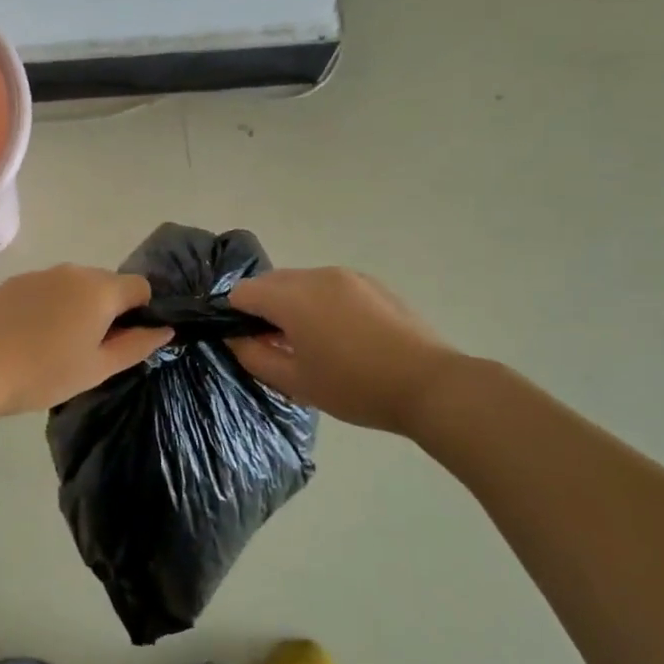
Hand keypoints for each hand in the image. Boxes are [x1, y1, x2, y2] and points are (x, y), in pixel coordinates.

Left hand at [0, 265, 170, 415]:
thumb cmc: (45, 372)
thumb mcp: (98, 368)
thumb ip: (137, 346)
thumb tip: (165, 329)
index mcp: (100, 290)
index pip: (140, 287)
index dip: (140, 312)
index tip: (122, 341)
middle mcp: (74, 271)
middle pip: (107, 283)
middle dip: (108, 310)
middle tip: (89, 348)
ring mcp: (41, 273)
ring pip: (75, 285)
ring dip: (77, 306)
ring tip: (56, 343)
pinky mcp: (14, 281)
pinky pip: (47, 288)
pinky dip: (50, 305)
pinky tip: (31, 334)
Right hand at [225, 267, 459, 434]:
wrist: (428, 385)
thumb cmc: (354, 387)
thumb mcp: (295, 381)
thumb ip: (253, 356)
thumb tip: (235, 338)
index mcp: (292, 298)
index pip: (242, 292)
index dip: (236, 316)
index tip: (249, 344)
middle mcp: (316, 276)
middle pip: (271, 282)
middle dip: (264, 308)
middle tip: (277, 346)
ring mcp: (347, 276)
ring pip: (301, 282)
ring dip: (293, 304)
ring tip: (312, 342)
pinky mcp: (371, 284)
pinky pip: (329, 286)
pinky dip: (320, 303)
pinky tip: (341, 336)